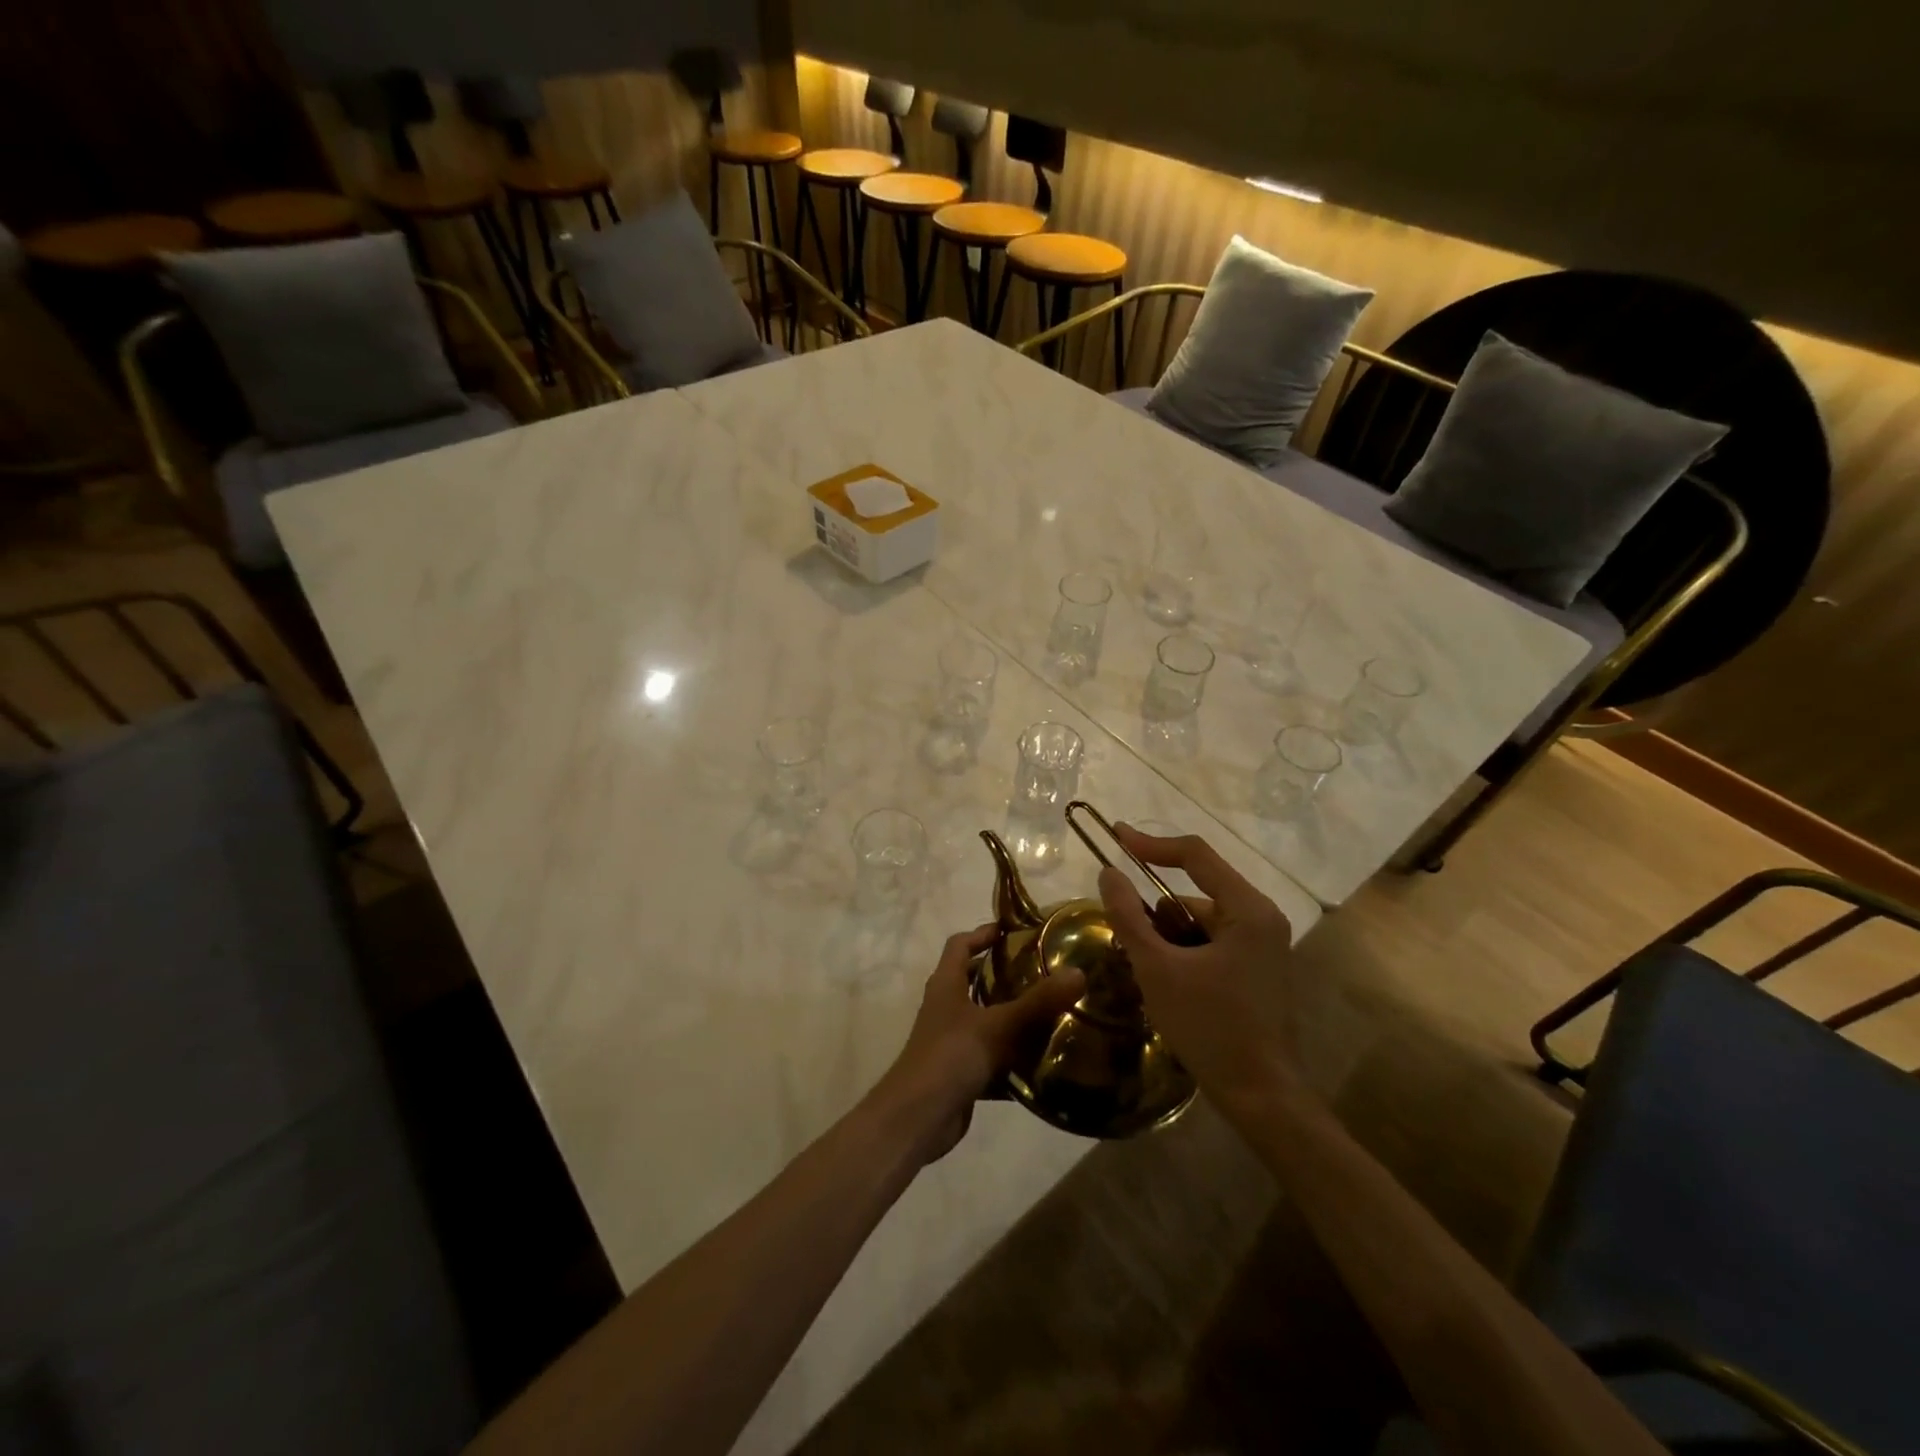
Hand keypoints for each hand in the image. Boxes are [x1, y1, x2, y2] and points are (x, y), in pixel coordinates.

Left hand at [872, 923, 1085, 1163]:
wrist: (917, 1118)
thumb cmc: (951, 1056)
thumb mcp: (998, 1025)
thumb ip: (1038, 1002)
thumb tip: (1078, 973)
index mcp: (946, 985)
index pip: (960, 945)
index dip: (983, 933)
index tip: (1013, 930)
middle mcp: (945, 1007)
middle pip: (973, 980)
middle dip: (1004, 974)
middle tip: (1042, 971)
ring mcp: (951, 1040)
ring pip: (984, 1019)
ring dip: (1011, 1016)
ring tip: (1051, 1011)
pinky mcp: (960, 1071)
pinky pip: (990, 1055)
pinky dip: (1012, 1056)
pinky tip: (1041, 1060)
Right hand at [1096, 825, 1299, 1114]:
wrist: (1262, 1097)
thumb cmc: (1210, 1027)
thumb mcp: (1157, 969)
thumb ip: (1129, 916)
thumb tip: (1108, 873)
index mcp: (1247, 909)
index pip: (1195, 855)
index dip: (1151, 843)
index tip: (1115, 837)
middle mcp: (1261, 917)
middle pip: (1196, 891)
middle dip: (1157, 912)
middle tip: (1128, 939)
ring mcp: (1264, 944)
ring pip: (1200, 920)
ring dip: (1169, 937)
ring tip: (1150, 974)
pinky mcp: (1258, 967)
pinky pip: (1212, 941)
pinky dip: (1185, 953)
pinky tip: (1170, 985)